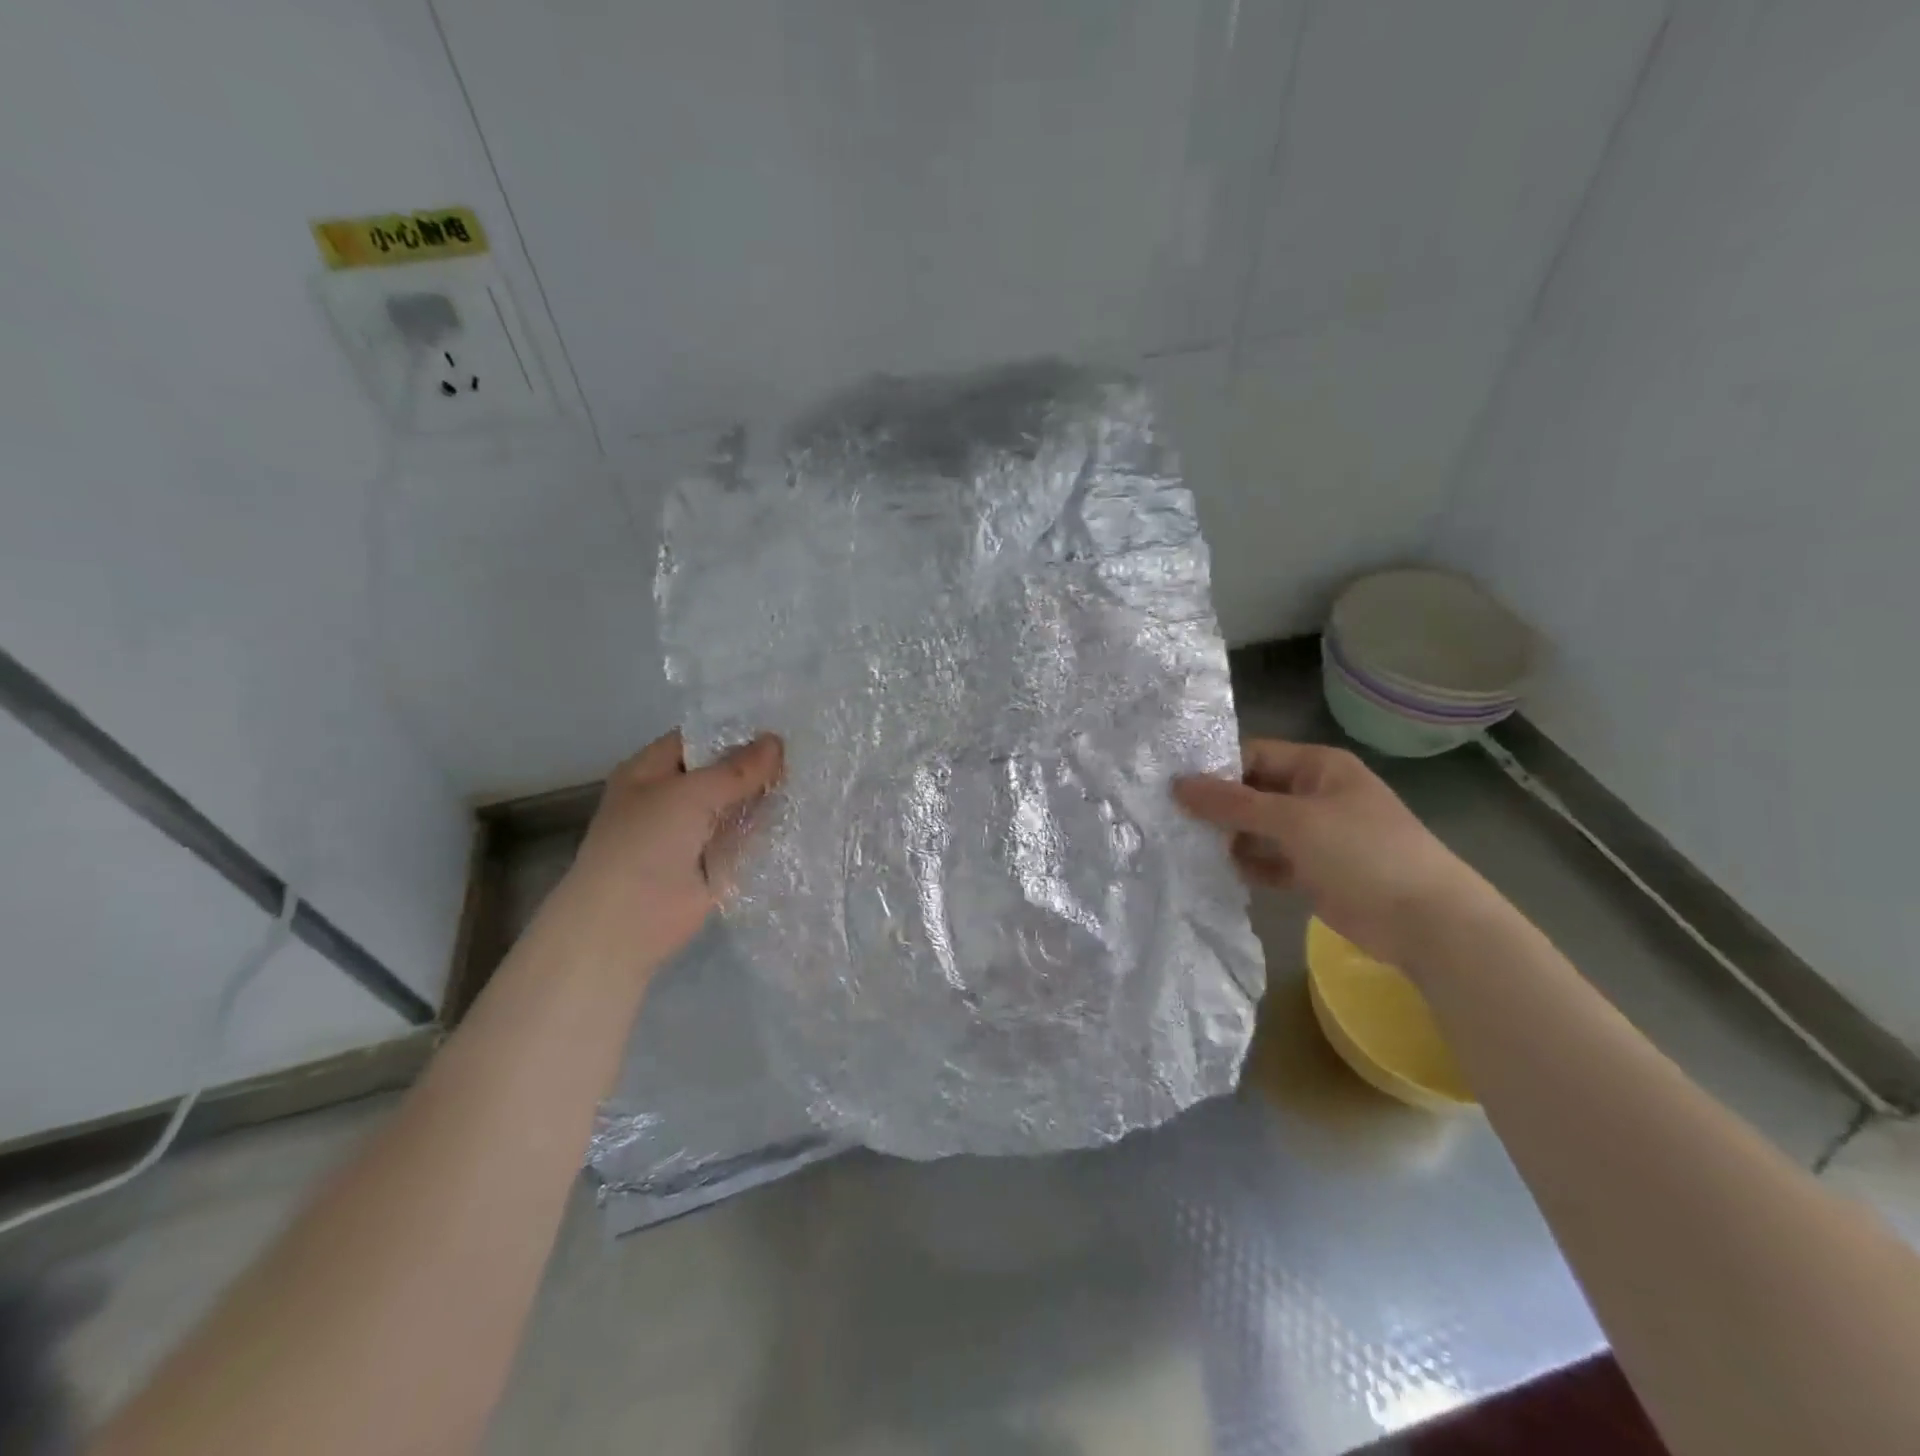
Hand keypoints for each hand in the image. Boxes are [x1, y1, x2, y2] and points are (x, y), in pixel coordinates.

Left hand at [555, 729, 784, 977]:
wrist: (627, 924)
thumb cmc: (646, 845)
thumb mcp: (690, 795)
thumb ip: (736, 769)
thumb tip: (776, 742)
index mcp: (650, 771)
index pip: (697, 740)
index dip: (734, 732)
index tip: (779, 726)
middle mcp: (671, 798)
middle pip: (720, 773)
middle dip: (756, 765)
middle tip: (805, 751)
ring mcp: (693, 833)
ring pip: (735, 806)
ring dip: (764, 797)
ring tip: (812, 777)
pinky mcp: (714, 864)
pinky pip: (744, 839)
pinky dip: (766, 829)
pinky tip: (802, 813)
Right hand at [1174, 739, 1501, 973]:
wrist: (1426, 923)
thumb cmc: (1362, 853)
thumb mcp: (1293, 821)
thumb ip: (1233, 804)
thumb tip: (1177, 785)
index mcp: (1317, 767)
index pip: (1253, 755)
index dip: (1215, 769)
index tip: (1172, 788)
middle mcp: (1314, 794)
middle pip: (1253, 792)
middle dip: (1218, 807)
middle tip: (1171, 821)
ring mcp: (1316, 834)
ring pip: (1259, 828)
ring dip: (1230, 838)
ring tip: (1187, 848)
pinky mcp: (1314, 871)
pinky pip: (1270, 860)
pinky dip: (1249, 865)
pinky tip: (1220, 873)